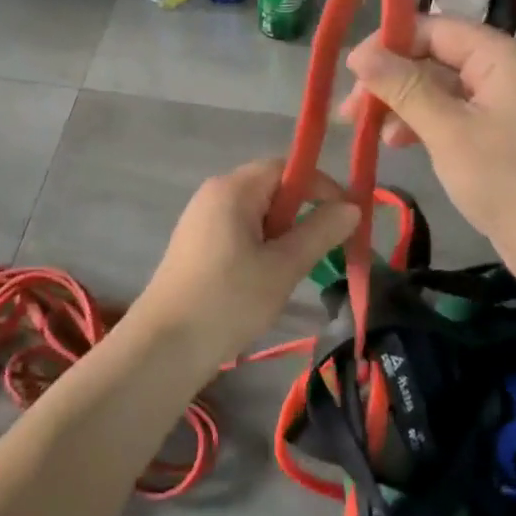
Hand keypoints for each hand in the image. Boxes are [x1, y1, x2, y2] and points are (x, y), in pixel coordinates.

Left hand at [127, 158, 358, 375]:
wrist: (163, 348)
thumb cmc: (228, 301)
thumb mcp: (283, 267)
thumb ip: (320, 232)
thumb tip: (352, 206)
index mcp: (233, 189)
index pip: (286, 167)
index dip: (321, 186)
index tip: (346, 218)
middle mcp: (214, 193)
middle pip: (271, 187)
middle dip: (303, 212)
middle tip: (324, 248)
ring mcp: (201, 219)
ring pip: (257, 213)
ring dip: (283, 233)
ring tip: (295, 269)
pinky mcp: (196, 244)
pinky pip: (239, 230)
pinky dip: (262, 245)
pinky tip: (266, 279)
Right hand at [340, 17, 515, 276]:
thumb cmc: (509, 182)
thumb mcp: (448, 131)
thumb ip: (403, 87)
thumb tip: (358, 53)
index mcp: (503, 57)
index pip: (436, 29)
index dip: (390, 43)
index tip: (350, 70)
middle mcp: (507, 71)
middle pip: (437, 57)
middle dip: (392, 79)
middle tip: (351, 109)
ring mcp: (507, 104)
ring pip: (442, 89)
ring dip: (403, 104)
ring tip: (370, 131)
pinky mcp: (503, 135)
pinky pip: (455, 115)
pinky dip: (425, 124)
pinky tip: (399, 143)